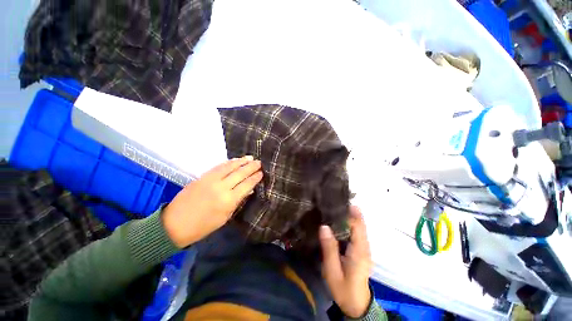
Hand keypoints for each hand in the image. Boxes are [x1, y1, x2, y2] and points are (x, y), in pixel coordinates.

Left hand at [162, 156, 262, 247]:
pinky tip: (235, 160)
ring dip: (241, 161)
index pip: (247, 184)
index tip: (261, 173)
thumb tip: (249, 190)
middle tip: (259, 162)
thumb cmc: (203, 226)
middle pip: (240, 173)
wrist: (175, 224)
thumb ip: (238, 201)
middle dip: (251, 167)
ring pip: (230, 167)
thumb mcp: (225, 217)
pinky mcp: (203, 176)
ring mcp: (211, 180)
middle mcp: (221, 187)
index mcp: (228, 200)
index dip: (255, 178)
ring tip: (250, 157)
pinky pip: (219, 166)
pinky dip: (229, 162)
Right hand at [320, 206, 372, 317]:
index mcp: (359, 251)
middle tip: (335, 199)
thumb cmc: (343, 289)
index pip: (357, 226)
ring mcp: (364, 248)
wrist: (356, 304)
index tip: (338, 201)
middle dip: (349, 210)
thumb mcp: (332, 271)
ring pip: (358, 227)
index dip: (350, 212)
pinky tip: (337, 219)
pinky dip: (348, 223)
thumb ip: (329, 248)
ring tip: (334, 205)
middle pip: (360, 223)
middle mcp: (365, 247)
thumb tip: (324, 226)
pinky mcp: (361, 249)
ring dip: (349, 215)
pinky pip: (356, 232)